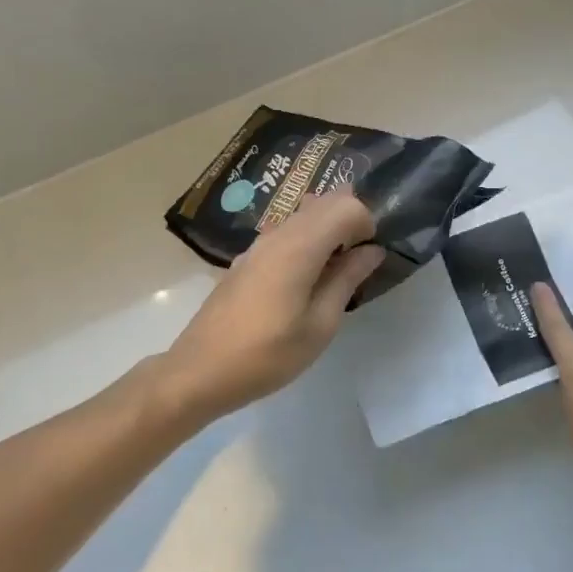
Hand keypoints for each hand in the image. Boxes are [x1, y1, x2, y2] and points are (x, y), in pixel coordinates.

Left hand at [156, 190, 383, 426]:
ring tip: (338, 269)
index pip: (347, 205)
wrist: (200, 371)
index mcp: (300, 247)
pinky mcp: (248, 258)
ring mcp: (259, 244)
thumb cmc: (267, 354)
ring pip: (305, 213)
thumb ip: (347, 279)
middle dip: (352, 219)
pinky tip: (309, 278)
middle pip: (326, 200)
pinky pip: (288, 231)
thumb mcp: (320, 325)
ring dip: (330, 228)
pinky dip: (309, 239)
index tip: (371, 257)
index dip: (368, 223)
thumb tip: (372, 250)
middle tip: (362, 259)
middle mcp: (279, 234)